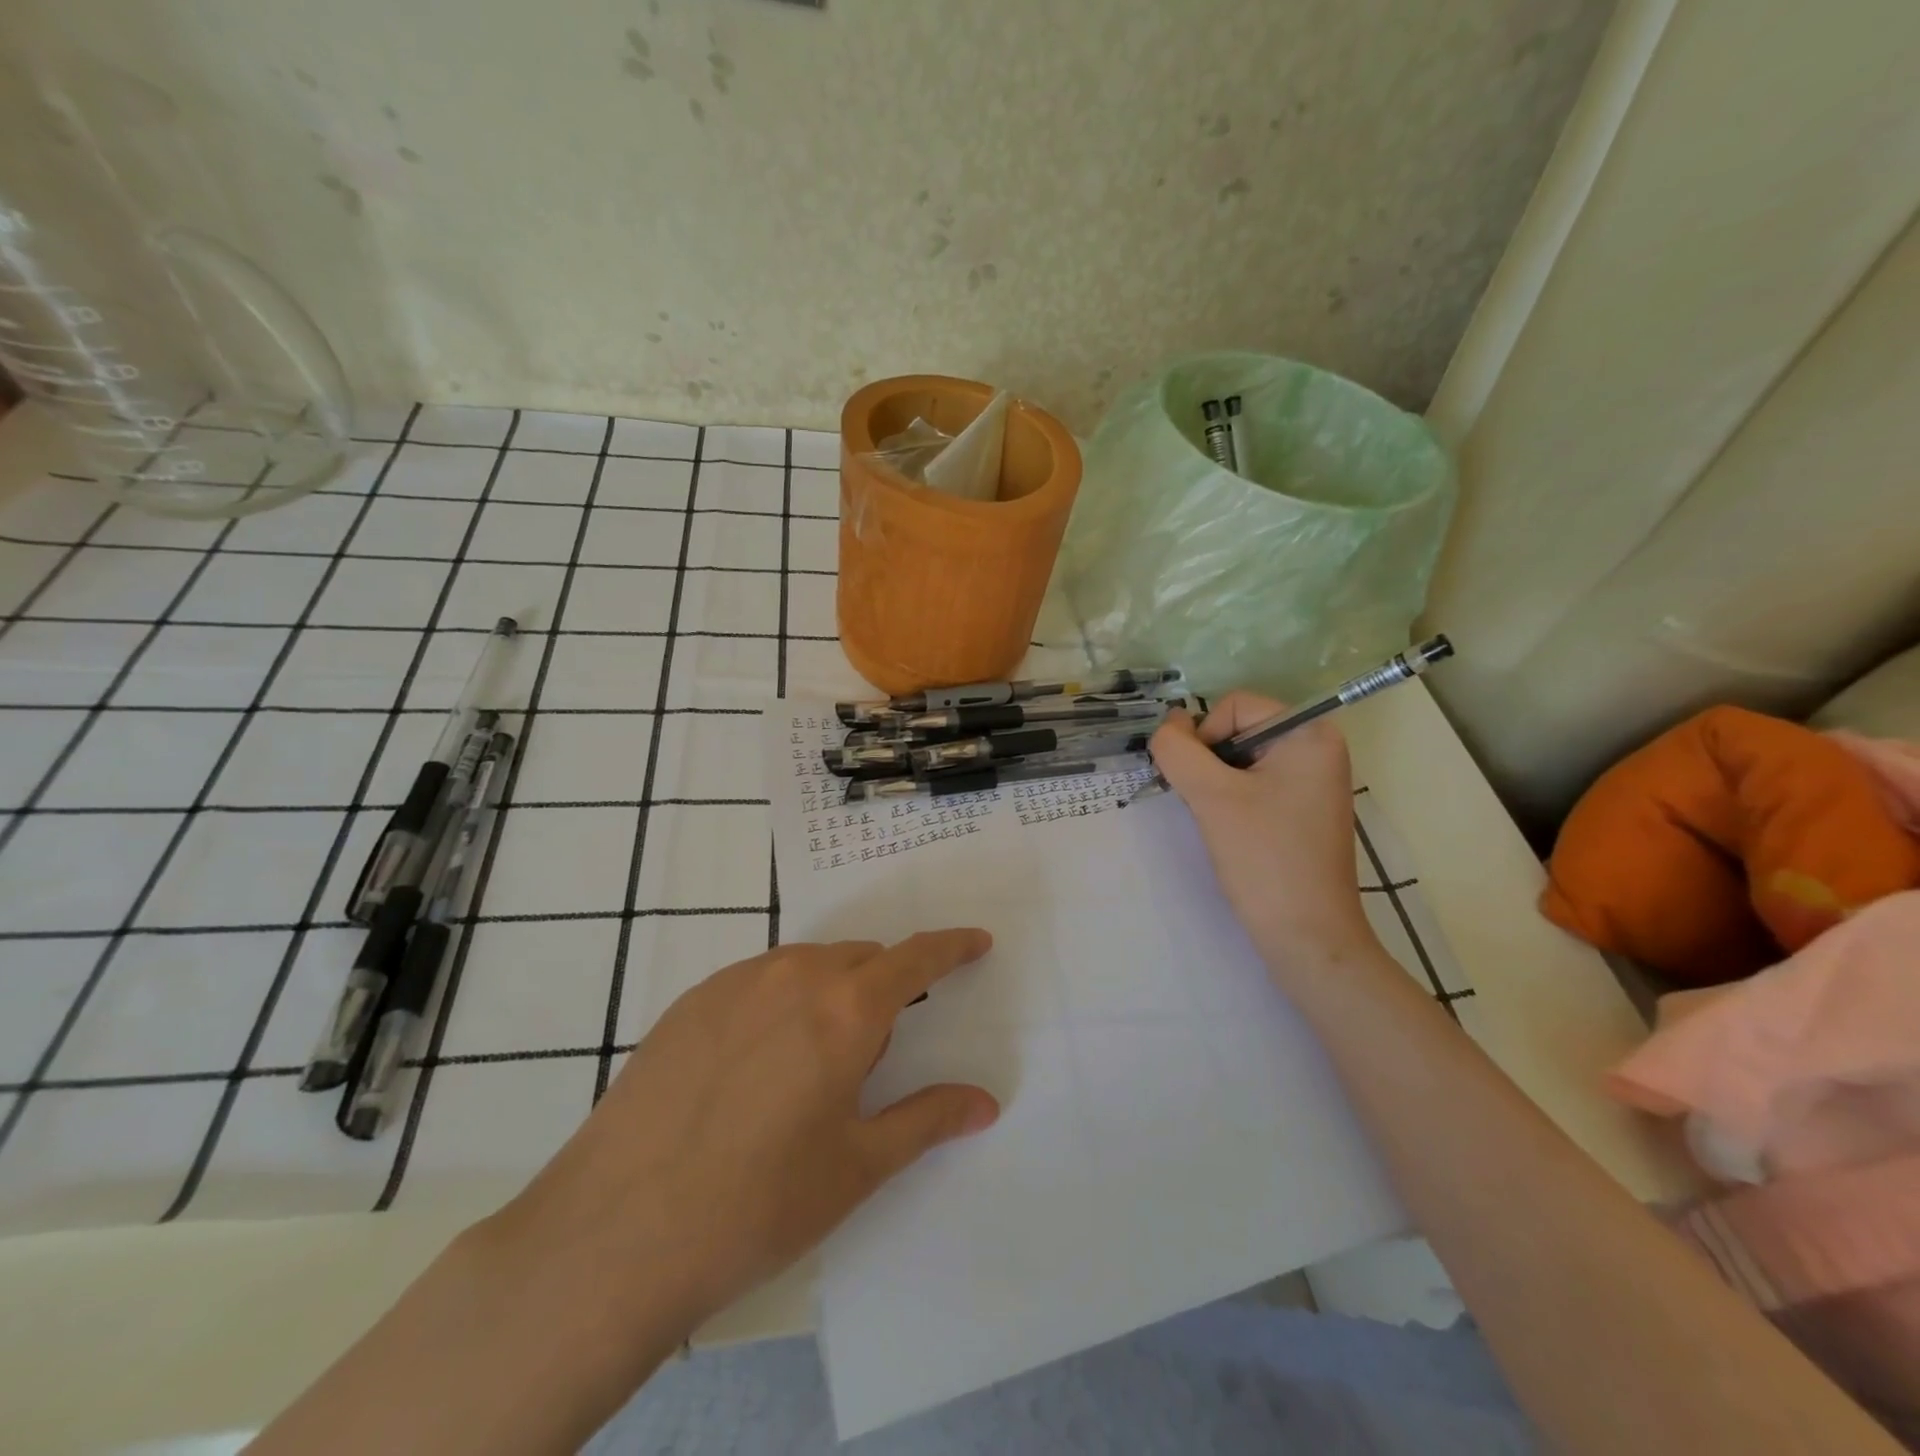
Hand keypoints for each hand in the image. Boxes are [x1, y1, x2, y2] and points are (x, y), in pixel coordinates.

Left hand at [488, 932, 1000, 1336]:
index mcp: (846, 1010)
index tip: (975, 942)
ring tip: (811, 1064)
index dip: (951, 947)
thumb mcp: (856, 1167)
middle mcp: (795, 976)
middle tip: (874, 1053)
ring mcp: (736, 982)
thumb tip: (985, 1102)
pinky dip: (782, 1000)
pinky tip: (756, 1065)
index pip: (916, 958)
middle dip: (885, 987)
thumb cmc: (757, 1204)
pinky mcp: (691, 1000)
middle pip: (861, 959)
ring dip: (832, 991)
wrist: (615, 1233)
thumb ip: (926, 1120)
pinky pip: (760, 980)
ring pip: (809, 964)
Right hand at [1149, 692, 1377, 971]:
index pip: (1234, 706)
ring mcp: (1313, 780)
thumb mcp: (1211, 797)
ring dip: (1216, 783)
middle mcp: (1318, 748)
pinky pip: (1255, 783)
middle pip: (1238, 730)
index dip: (1205, 738)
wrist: (1307, 936)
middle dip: (1209, 763)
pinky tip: (1232, 830)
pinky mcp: (1303, 808)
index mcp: (1310, 734)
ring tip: (1220, 821)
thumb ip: (1178, 751)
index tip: (1203, 785)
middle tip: (1208, 805)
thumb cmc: (1264, 859)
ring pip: (1240, 759)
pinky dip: (1232, 799)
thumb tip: (1166, 725)